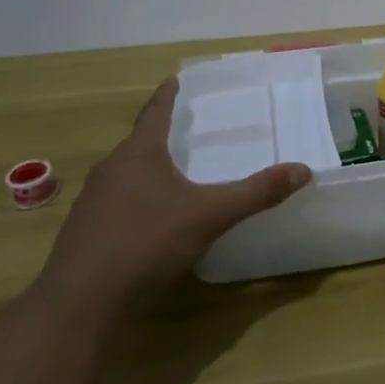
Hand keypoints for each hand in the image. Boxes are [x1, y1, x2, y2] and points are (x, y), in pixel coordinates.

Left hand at [36, 79, 309, 317]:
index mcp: (138, 155)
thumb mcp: (210, 216)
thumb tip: (303, 170)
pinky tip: (151, 221)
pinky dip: (135, 202)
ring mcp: (92, 204)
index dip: (167, 96)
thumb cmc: (146, 243)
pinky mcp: (84, 234)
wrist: (81, 304)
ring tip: (172, 174)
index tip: (174, 79)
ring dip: (146, 171)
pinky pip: (116, 205)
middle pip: (138, 144)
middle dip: (160, 136)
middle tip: (185, 129)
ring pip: (124, 176)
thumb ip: (256, 193)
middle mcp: (110, 171)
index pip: (154, 113)